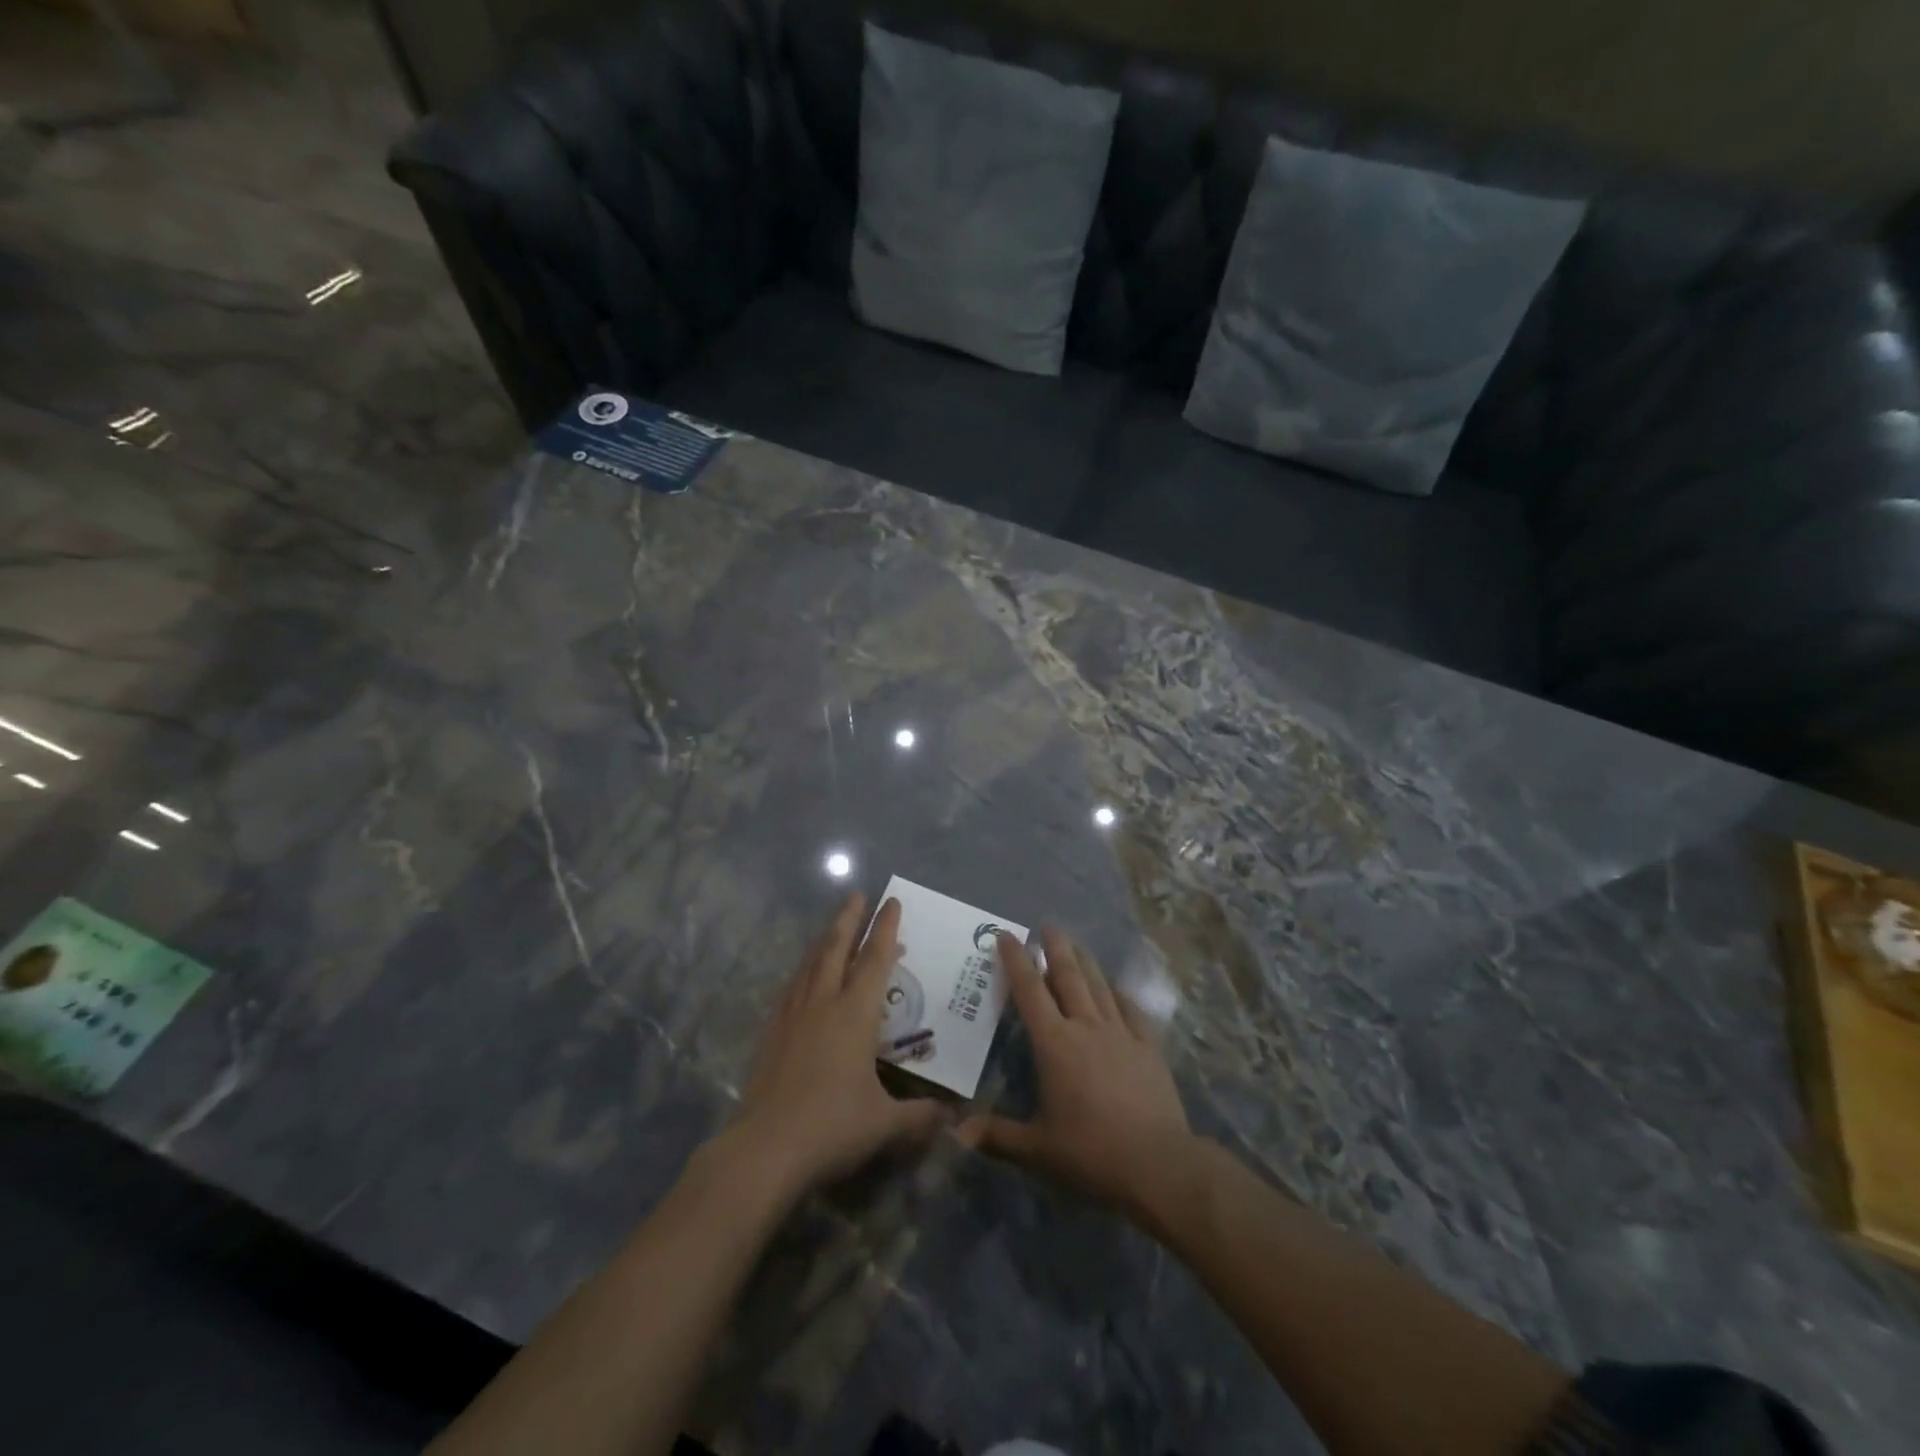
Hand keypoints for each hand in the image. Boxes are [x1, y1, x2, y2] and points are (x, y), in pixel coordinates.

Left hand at [725, 893, 947, 1199]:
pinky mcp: (772, 1032)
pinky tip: (803, 976)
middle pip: (837, 948)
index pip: (876, 959)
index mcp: (855, 1014)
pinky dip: (803, 972)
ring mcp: (793, 1015)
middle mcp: (824, 1003)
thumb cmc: (833, 1127)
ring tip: (833, 927)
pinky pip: (791, 988)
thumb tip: (953, 1117)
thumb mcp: (885, 1124)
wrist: (765, 1148)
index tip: (892, 901)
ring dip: (825, 940)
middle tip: (857, 895)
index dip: (886, 928)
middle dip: (850, 919)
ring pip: (811, 964)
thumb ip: (920, 1116)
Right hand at [960, 928, 1191, 1214]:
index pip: (1030, 991)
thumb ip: (996, 1136)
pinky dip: (1119, 994)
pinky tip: (1115, 988)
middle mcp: (1086, 1027)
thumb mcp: (1036, 1149)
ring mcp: (1121, 1034)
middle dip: (1055, 948)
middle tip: (1047, 925)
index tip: (1006, 935)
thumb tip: (957, 1132)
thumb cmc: (1090, 1152)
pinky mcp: (1148, 1048)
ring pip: (1099, 986)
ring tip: (1076, 945)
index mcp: (1055, 1044)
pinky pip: (1131, 1010)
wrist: (1158, 1163)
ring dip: (1085, 962)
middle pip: (1068, 976)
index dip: (1016, 960)